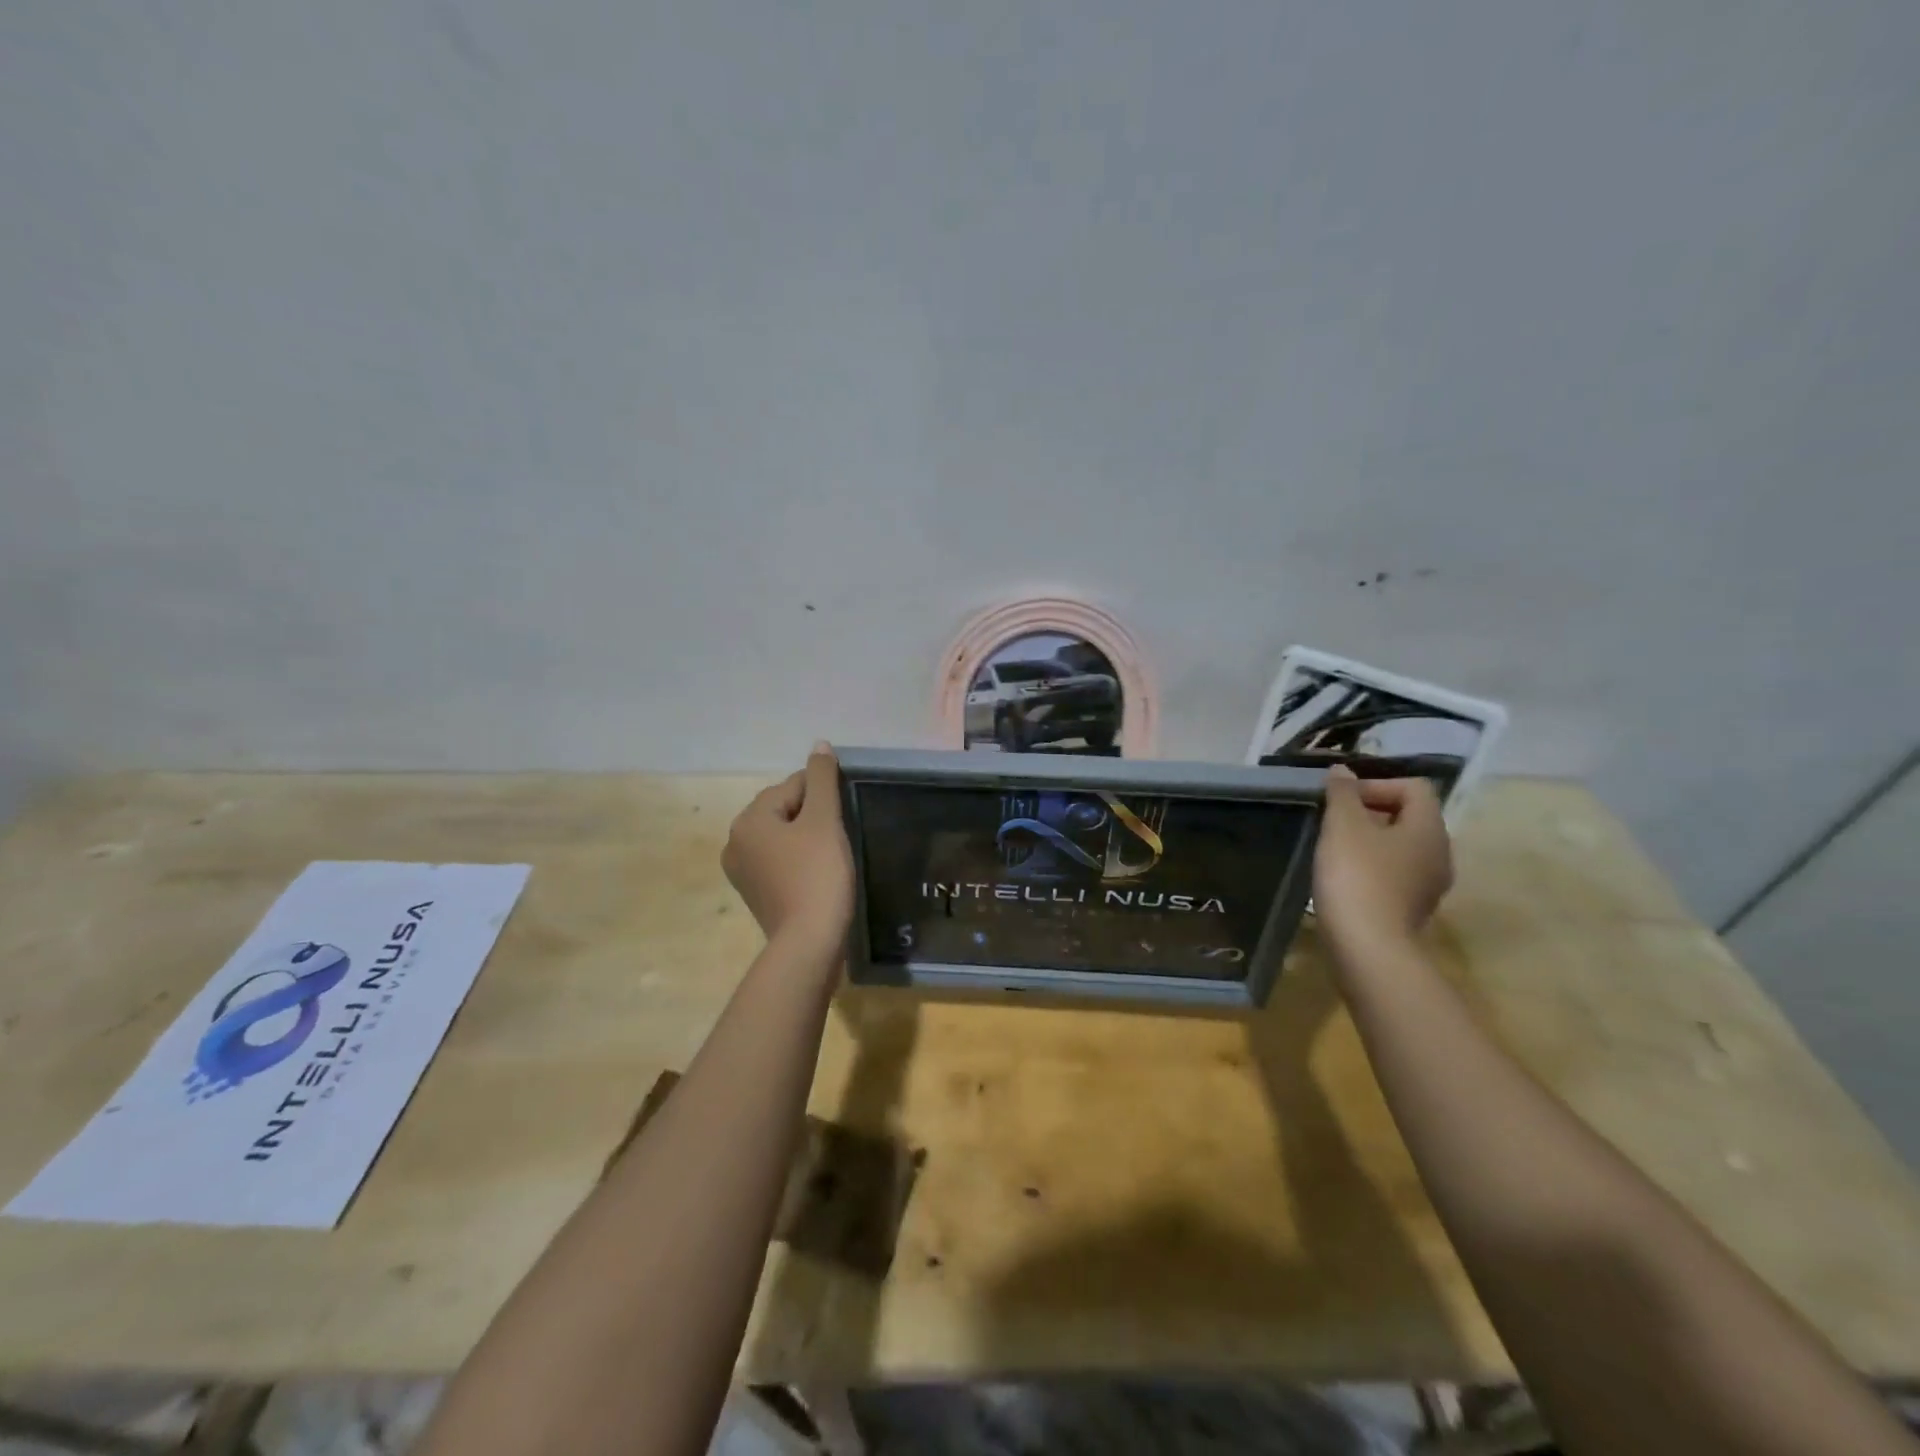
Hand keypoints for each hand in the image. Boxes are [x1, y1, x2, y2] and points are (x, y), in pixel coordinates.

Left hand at [722, 742, 854, 958]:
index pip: (792, 786)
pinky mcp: (755, 893)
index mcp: (748, 819)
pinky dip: (799, 861)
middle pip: (784, 810)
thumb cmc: (817, 875)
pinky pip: (780, 862)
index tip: (842, 817)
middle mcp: (736, 841)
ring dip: (808, 839)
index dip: (824, 796)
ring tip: (831, 857)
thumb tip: (819, 745)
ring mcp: (742, 871)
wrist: (809, 943)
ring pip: (783, 837)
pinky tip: (818, 874)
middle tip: (839, 838)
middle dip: (814, 817)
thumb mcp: (824, 820)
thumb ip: (822, 778)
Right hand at [1312, 766, 1453, 960]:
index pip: (1414, 787)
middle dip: (1370, 811)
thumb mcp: (1343, 826)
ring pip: (1401, 846)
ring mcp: (1429, 884)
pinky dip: (1372, 866)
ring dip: (1369, 840)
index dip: (1376, 784)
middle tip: (1334, 821)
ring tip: (1335, 848)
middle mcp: (1439, 853)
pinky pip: (1395, 872)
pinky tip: (1344, 877)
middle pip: (1409, 816)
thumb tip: (1342, 771)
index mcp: (1429, 828)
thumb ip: (1343, 793)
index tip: (1342, 800)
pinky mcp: (1412, 907)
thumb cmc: (1356, 875)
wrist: (1367, 946)